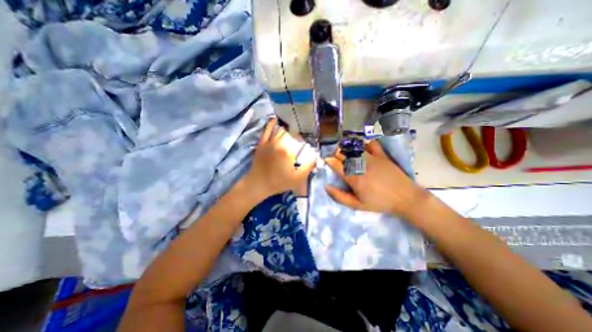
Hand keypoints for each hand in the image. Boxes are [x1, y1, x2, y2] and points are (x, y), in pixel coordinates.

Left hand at [245, 118, 318, 198]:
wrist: (259, 184)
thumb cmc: (279, 182)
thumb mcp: (298, 178)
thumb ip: (308, 166)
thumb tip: (315, 155)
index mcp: (288, 150)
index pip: (300, 140)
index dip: (304, 143)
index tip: (305, 148)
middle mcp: (279, 142)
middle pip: (291, 133)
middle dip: (297, 136)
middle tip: (298, 143)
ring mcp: (269, 141)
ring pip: (281, 130)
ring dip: (288, 130)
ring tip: (291, 133)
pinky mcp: (262, 142)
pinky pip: (267, 129)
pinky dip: (271, 124)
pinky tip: (275, 120)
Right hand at [326, 139, 427, 217]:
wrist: (405, 198)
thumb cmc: (379, 202)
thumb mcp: (357, 205)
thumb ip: (340, 197)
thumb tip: (326, 186)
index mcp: (353, 178)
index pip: (336, 164)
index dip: (328, 160)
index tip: (325, 159)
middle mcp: (360, 165)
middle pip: (343, 153)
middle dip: (335, 152)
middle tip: (333, 155)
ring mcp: (372, 158)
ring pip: (353, 147)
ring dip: (346, 146)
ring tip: (343, 149)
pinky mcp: (382, 155)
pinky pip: (371, 143)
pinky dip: (364, 143)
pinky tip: (361, 146)